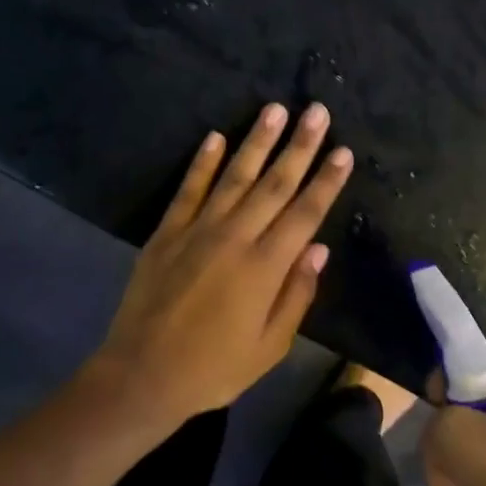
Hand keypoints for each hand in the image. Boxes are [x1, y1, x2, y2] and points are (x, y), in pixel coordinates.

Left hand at [90, 103, 352, 427]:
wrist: (142, 375)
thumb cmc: (214, 368)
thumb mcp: (270, 346)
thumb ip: (296, 294)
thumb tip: (319, 248)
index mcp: (265, 268)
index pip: (305, 213)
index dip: (327, 181)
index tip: (343, 151)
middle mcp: (234, 238)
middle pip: (274, 184)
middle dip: (300, 146)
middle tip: (317, 112)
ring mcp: (197, 231)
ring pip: (234, 177)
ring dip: (257, 142)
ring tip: (275, 110)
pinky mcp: (167, 233)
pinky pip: (188, 189)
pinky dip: (202, 162)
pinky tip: (215, 137)